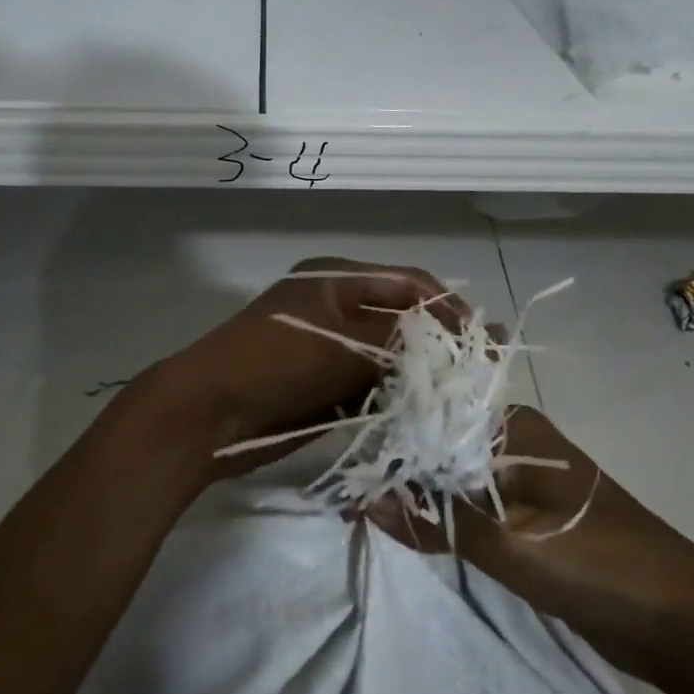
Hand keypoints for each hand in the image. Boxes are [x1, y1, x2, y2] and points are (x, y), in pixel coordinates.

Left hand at [139, 256, 460, 480]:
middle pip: (401, 320)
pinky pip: (371, 389)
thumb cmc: (276, 363)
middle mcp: (335, 308)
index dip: (449, 308)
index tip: (484, 339)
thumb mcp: (344, 342)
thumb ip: (403, 340)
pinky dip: (394, 400)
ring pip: (389, 359)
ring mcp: (328, 350)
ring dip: (420, 376)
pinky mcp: (323, 388)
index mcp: (336, 279)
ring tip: (461, 396)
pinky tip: (424, 414)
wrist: (209, 414)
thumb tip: (459, 342)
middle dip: (439, 345)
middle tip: (479, 372)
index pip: (408, 283)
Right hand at [369, 406, 693, 684]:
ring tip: (359, 507)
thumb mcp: (511, 544)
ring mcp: (521, 481)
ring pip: (450, 479)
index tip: (341, 463)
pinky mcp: (526, 518)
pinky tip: (403, 525)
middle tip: (341, 492)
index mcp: (515, 428)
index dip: (387, 438)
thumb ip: (437, 520)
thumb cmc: (600, 566)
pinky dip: (439, 517)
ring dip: (414, 494)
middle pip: (438, 446)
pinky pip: (469, 508)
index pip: (433, 417)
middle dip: (395, 468)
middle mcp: (515, 444)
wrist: (687, 625)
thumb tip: (365, 500)